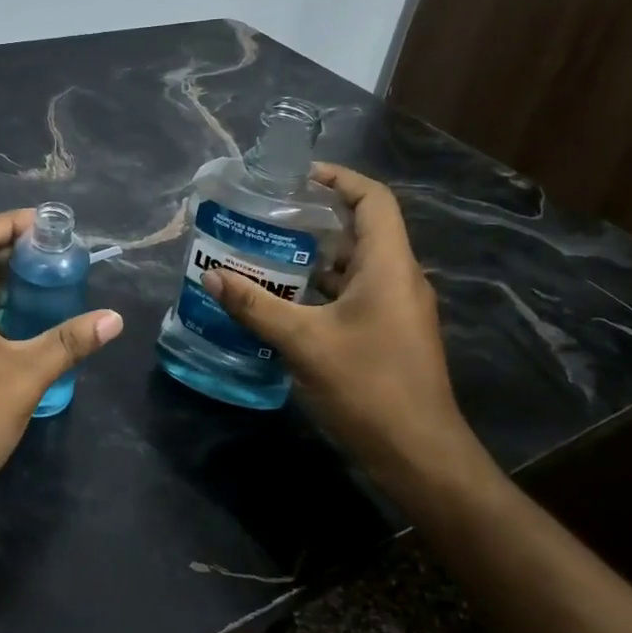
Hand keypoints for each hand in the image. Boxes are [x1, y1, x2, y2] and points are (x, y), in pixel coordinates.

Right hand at [200, 165, 470, 482]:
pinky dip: (323, 289)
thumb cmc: (368, 387)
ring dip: (316, 257)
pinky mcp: (390, 334)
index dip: (339, 179)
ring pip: (357, 265)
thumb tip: (212, 276)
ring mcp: (398, 309)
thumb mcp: (303, 343)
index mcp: (389, 266)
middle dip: (316, 218)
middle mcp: (399, 279)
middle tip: (268, 217)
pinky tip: (286, 302)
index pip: (373, 200)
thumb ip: (255, 306)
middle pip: (362, 229)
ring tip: (267, 254)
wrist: (419, 455)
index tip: (297, 177)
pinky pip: (356, 294)